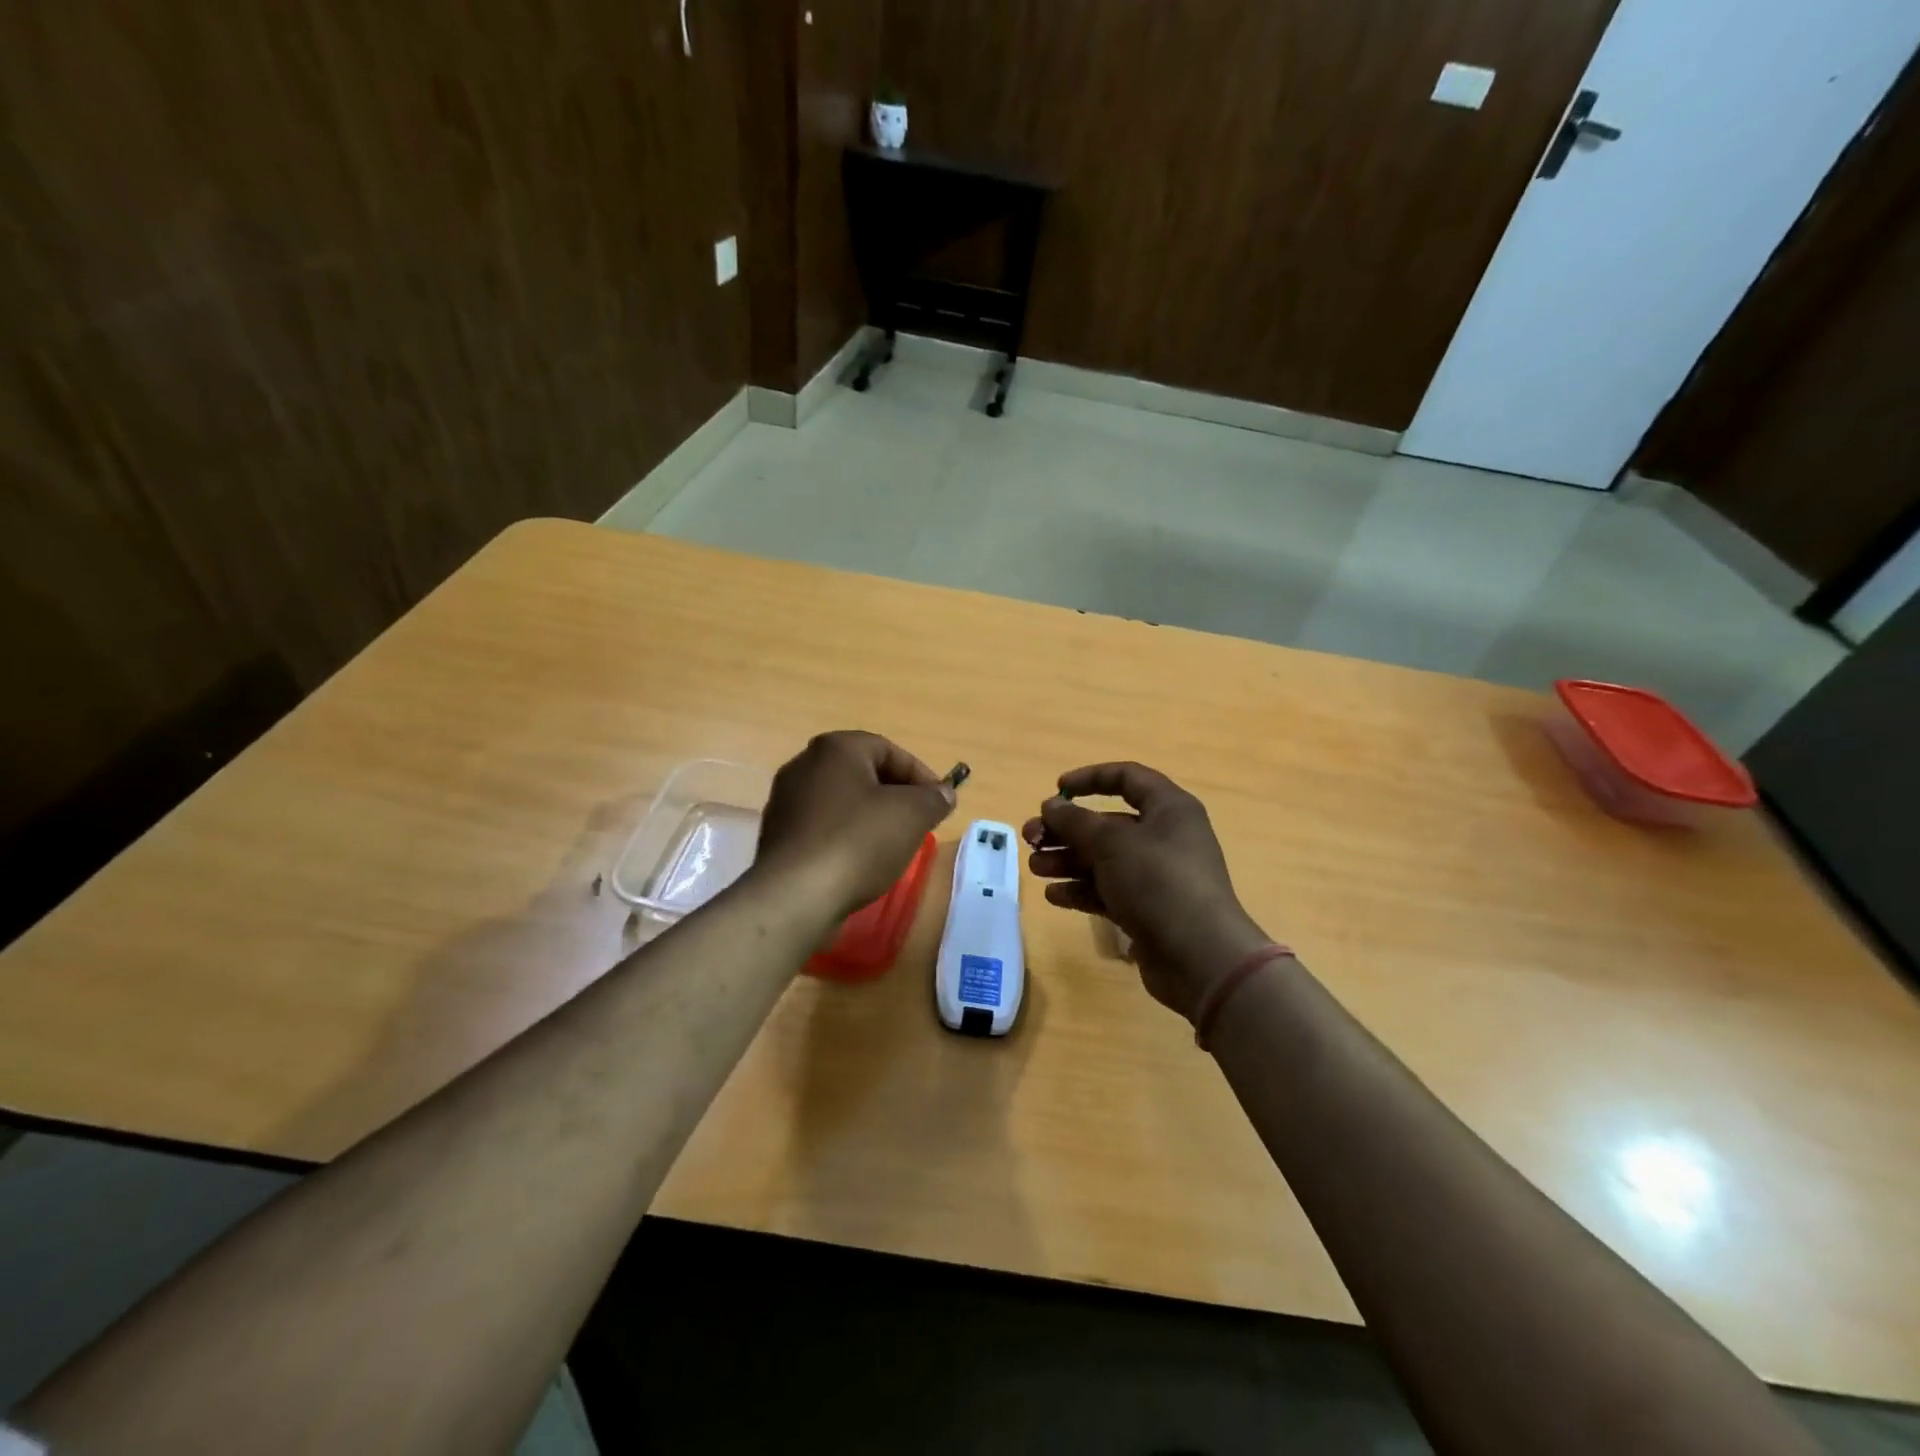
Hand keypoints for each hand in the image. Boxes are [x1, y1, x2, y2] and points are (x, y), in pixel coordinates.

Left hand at [755, 731, 955, 920]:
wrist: (795, 895)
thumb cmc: (858, 841)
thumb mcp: (911, 815)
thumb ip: (933, 798)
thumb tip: (943, 794)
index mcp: (835, 748)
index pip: (889, 750)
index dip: (920, 775)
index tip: (939, 803)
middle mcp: (804, 764)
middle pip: (863, 774)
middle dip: (895, 796)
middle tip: (918, 823)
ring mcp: (786, 800)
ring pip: (842, 802)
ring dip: (871, 818)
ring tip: (892, 847)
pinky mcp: (778, 835)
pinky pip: (823, 827)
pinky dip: (845, 837)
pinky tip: (859, 863)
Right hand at [1023, 763, 1272, 1020]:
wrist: (1199, 956)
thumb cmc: (1158, 881)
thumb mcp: (1111, 843)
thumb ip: (1075, 821)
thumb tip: (1051, 806)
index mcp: (1168, 809)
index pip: (1127, 777)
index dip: (1090, 778)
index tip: (1056, 789)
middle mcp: (1164, 837)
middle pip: (1107, 824)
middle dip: (1066, 829)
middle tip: (1031, 839)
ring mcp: (1156, 876)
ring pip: (1103, 859)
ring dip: (1067, 860)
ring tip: (1035, 868)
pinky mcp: (1147, 909)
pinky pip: (1108, 891)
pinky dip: (1081, 890)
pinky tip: (1053, 895)